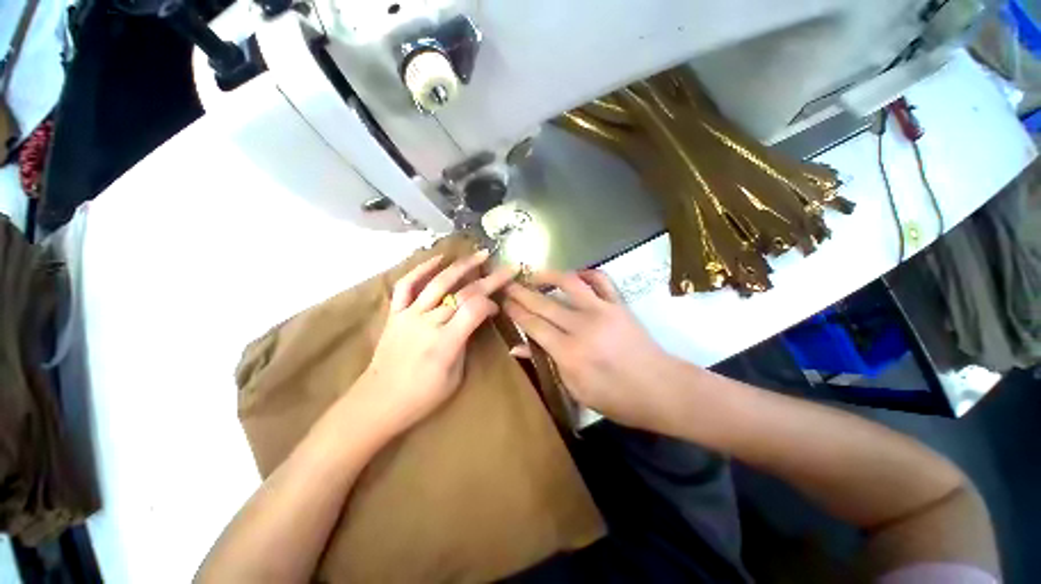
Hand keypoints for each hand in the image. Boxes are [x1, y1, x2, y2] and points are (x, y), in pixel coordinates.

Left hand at [351, 250, 516, 438]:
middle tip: (507, 268)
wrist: (378, 402)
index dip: (490, 303)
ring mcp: (409, 315)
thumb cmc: (422, 396)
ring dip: (462, 266)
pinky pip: (407, 285)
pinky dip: (422, 268)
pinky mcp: (395, 313)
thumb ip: (467, 343)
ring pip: (438, 282)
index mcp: (445, 344)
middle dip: (489, 279)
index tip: (497, 306)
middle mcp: (428, 323)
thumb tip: (477, 319)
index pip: (474, 309)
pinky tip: (438, 258)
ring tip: (480, 254)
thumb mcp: (455, 377)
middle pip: (463, 293)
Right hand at [503, 270, 685, 431]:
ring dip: (548, 275)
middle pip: (544, 303)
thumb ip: (547, 363)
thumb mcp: (576, 389)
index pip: (533, 325)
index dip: (515, 312)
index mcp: (569, 352)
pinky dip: (586, 273)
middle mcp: (582, 326)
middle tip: (507, 284)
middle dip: (521, 292)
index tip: (503, 301)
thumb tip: (518, 347)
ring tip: (534, 274)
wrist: (661, 389)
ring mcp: (602, 311)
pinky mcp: (618, 304)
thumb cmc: (616, 398)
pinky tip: (574, 275)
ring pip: (569, 283)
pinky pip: (601, 280)